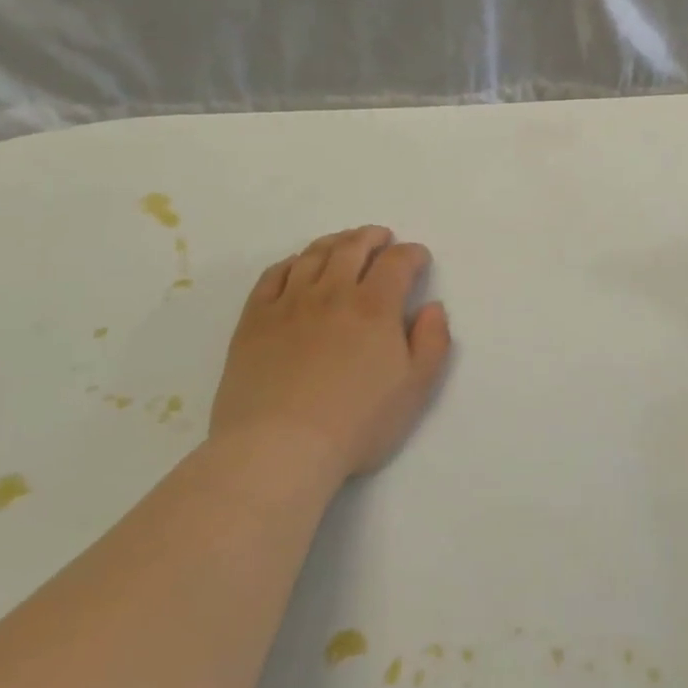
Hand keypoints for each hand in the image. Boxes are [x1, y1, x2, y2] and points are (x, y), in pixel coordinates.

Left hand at [210, 226, 450, 478]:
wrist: (278, 449)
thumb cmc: (356, 423)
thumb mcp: (415, 389)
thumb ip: (433, 342)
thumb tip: (432, 308)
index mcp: (375, 306)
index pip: (397, 261)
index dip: (412, 254)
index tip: (419, 259)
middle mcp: (332, 293)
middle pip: (352, 247)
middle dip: (372, 237)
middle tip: (381, 238)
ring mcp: (288, 303)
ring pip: (313, 255)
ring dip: (334, 242)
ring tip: (344, 244)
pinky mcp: (254, 320)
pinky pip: (272, 275)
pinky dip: (291, 263)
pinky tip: (297, 267)